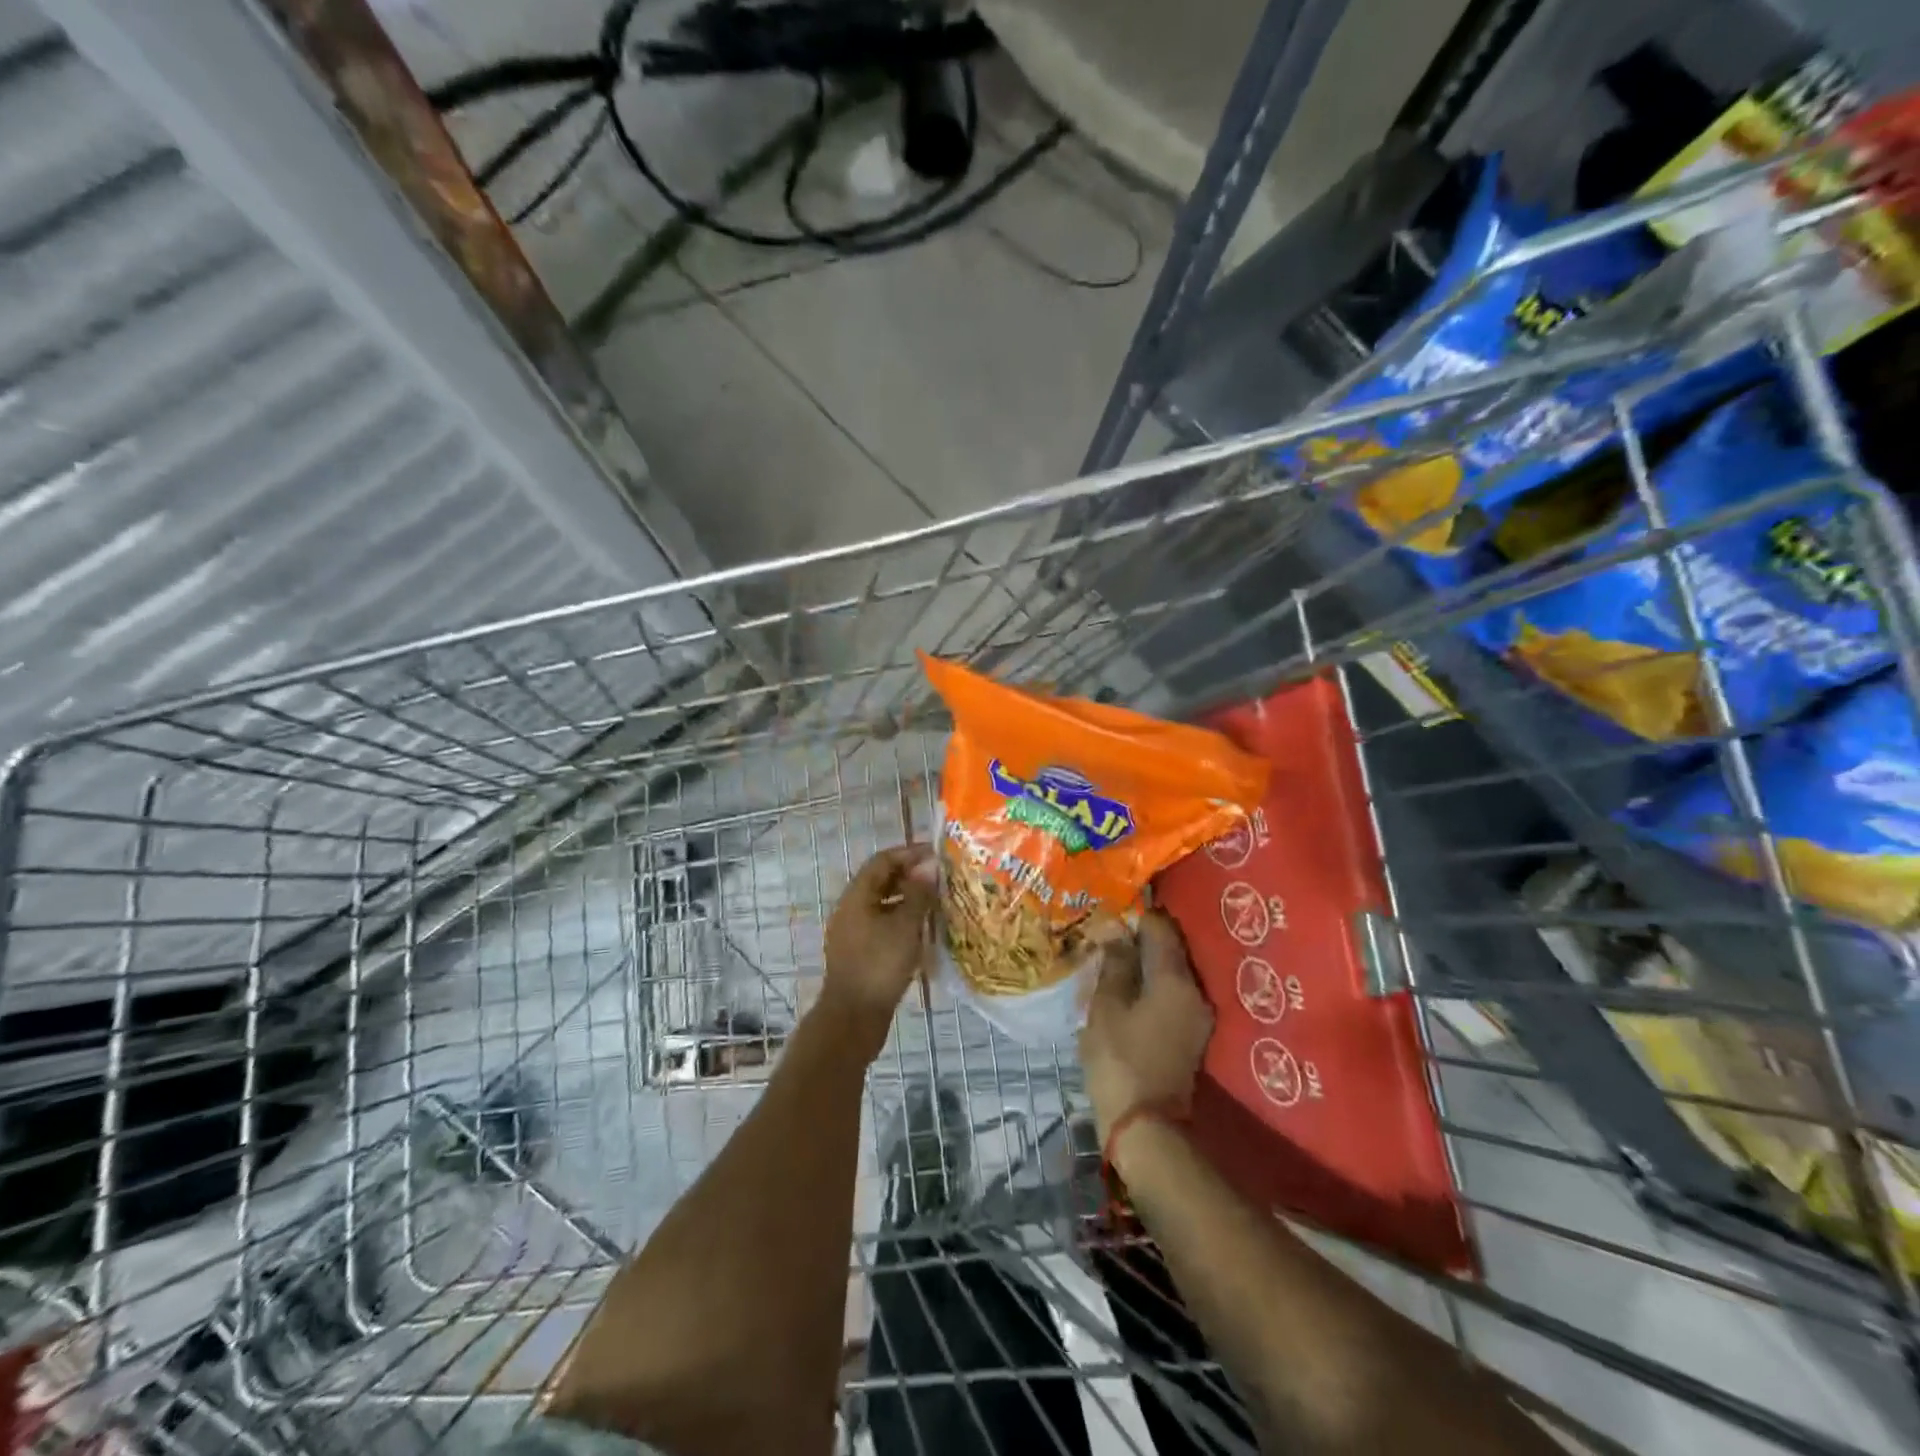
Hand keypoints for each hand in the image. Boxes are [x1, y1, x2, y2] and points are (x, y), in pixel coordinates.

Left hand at [820, 844, 936, 1038]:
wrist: (853, 1018)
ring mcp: (853, 932)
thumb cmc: (879, 965)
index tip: (937, 852)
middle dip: (910, 875)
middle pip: (881, 881)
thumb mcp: (905, 926)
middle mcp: (851, 909)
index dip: (909, 853)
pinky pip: (883, 925)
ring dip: (908, 899)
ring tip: (937, 901)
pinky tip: (924, 931)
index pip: (883, 861)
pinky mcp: (860, 953)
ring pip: (883, 904)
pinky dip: (902, 920)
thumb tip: (928, 867)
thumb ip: (919, 894)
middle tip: (941, 877)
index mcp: (857, 896)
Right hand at [1079, 911, 1212, 1143]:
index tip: (1111, 915)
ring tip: (1113, 965)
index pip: (1161, 928)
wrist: (1146, 1128)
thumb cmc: (1120, 1060)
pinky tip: (1128, 993)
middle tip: (1107, 939)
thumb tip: (1116, 926)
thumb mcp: (1107, 1006)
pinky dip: (1152, 989)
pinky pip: (1172, 997)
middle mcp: (1196, 992)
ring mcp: (1198, 1017)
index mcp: (1175, 979)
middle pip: (1170, 950)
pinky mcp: (1192, 1038)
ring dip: (1145, 966)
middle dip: (1140, 941)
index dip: (1136, 916)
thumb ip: (1115, 962)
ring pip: (1171, 975)